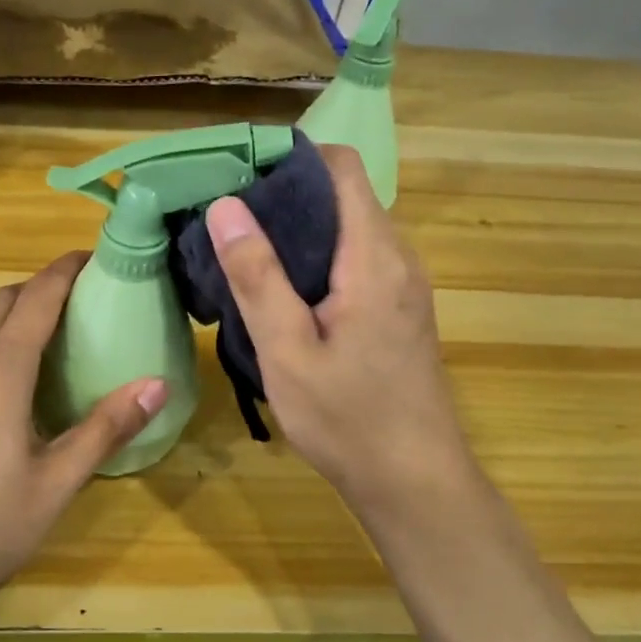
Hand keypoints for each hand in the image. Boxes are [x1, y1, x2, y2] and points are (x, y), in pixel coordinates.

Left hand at [0, 253, 167, 625]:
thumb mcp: (55, 484)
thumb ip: (105, 429)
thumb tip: (157, 383)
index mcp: (0, 373)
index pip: (36, 298)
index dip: (65, 270)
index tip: (97, 256)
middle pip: (4, 303)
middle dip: (43, 287)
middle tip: (87, 299)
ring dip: (20, 317)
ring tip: (63, 337)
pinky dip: (2, 347)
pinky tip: (23, 388)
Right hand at [205, 144, 475, 515]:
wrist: (414, 482)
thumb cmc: (348, 419)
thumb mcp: (287, 351)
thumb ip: (257, 276)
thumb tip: (225, 206)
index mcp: (373, 257)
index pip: (341, 167)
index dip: (291, 159)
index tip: (238, 177)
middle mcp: (397, 257)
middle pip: (342, 194)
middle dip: (284, 195)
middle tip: (226, 218)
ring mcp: (402, 283)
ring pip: (347, 227)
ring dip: (298, 229)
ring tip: (243, 250)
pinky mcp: (398, 307)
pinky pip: (355, 257)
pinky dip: (316, 256)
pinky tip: (280, 289)